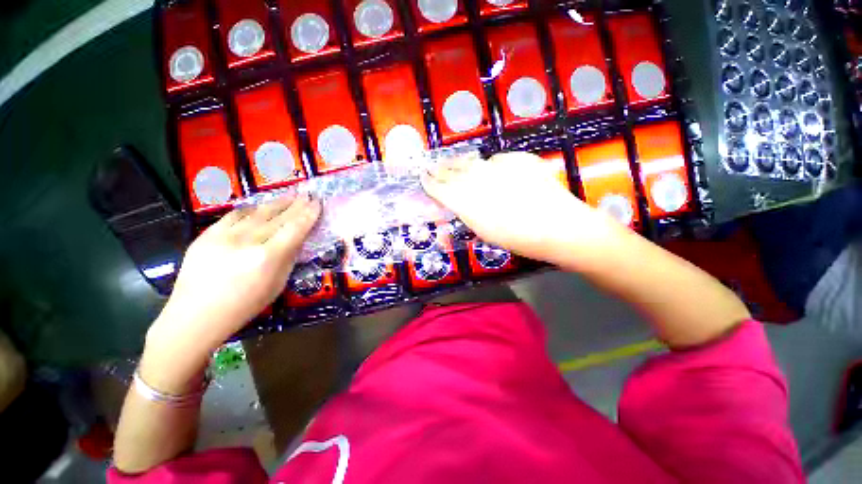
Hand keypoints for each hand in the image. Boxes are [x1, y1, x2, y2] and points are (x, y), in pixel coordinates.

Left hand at [142, 192, 320, 390]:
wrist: (195, 316)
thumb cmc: (244, 306)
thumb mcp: (277, 285)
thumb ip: (289, 258)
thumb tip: (298, 239)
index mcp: (268, 257)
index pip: (295, 229)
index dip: (308, 214)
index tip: (317, 203)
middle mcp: (247, 241)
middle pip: (278, 217)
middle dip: (296, 204)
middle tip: (308, 194)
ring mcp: (224, 235)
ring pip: (257, 212)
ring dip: (276, 203)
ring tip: (290, 195)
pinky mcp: (207, 234)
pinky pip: (234, 215)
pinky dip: (251, 209)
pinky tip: (260, 206)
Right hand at [422, 152, 611, 261]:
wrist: (557, 226)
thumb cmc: (517, 239)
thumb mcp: (483, 231)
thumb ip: (466, 212)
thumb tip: (456, 203)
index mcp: (465, 200)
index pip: (439, 187)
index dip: (429, 182)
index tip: (423, 178)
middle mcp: (475, 179)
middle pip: (452, 170)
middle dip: (440, 169)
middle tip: (432, 166)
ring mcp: (497, 166)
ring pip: (472, 161)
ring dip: (460, 163)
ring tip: (453, 163)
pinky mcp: (517, 159)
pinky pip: (497, 160)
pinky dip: (492, 165)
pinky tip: (494, 171)